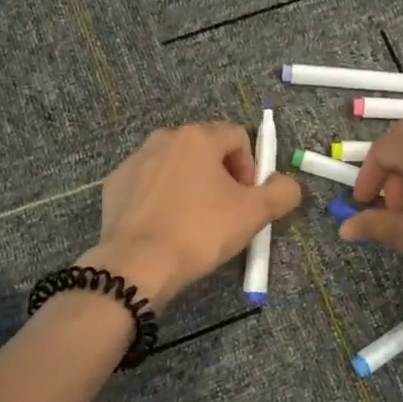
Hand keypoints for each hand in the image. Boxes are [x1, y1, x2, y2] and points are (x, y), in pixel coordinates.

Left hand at [83, 123, 300, 308]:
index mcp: (198, 137)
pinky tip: (165, 227)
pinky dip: (162, 199)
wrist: (137, 265)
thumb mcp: (254, 214)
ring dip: (191, 186)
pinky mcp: (115, 184)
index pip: (239, 137)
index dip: (251, 168)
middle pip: (206, 149)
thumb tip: (287, 184)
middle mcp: (164, 138)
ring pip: (176, 166)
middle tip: (225, 213)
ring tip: (194, 223)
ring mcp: (135, 160)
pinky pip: (149, 184)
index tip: (248, 201)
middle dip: (221, 176)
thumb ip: (282, 192)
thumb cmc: (200, 232)